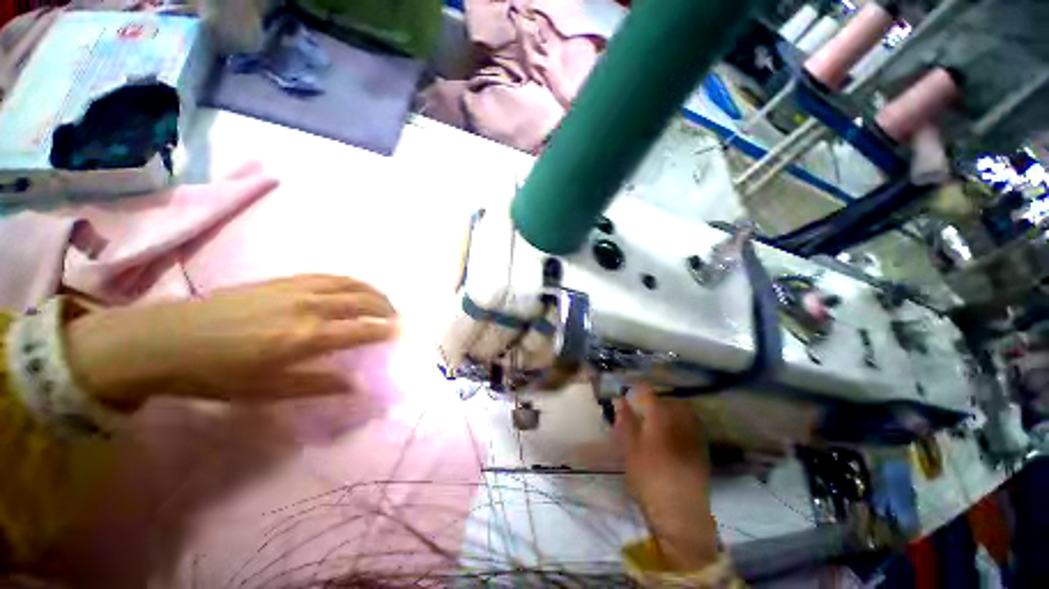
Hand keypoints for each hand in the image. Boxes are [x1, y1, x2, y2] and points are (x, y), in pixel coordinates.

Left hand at [65, 275, 397, 406]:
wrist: (168, 339)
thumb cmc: (217, 374)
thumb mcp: (266, 390)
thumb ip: (316, 385)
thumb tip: (354, 385)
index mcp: (306, 338)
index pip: (361, 330)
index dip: (385, 331)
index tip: (400, 333)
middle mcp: (308, 308)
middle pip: (362, 301)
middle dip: (385, 308)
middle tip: (396, 317)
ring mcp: (295, 289)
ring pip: (348, 284)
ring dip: (372, 291)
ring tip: (382, 301)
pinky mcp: (282, 280)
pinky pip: (327, 276)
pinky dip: (349, 282)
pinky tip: (352, 288)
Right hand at [614, 385, 719, 570]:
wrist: (681, 512)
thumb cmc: (649, 478)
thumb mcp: (630, 449)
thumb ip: (626, 421)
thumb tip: (620, 401)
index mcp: (660, 418)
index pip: (648, 393)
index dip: (637, 390)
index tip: (628, 394)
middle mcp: (681, 420)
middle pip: (669, 400)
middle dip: (656, 400)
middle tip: (644, 409)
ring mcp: (695, 434)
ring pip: (684, 411)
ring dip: (670, 411)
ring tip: (658, 422)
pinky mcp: (703, 448)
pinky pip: (693, 425)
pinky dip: (681, 424)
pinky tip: (673, 437)